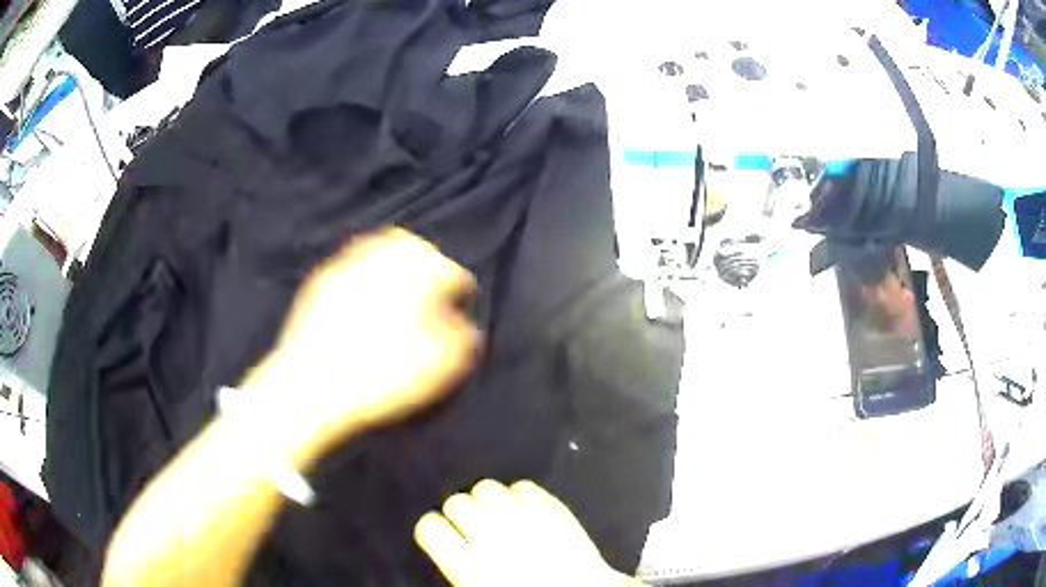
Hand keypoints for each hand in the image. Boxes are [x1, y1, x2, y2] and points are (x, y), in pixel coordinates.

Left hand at [241, 228, 480, 466]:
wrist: (309, 385)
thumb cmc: (382, 376)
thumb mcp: (440, 366)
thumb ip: (463, 340)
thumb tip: (465, 327)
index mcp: (420, 269)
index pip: (455, 276)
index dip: (462, 299)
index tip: (460, 318)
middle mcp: (384, 253)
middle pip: (416, 250)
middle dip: (428, 268)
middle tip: (430, 296)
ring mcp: (347, 262)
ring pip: (380, 251)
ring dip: (394, 269)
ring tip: (396, 298)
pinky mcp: (319, 279)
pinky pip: (350, 268)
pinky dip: (362, 279)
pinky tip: (360, 305)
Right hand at [415, 480, 643, 586]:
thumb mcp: (480, 585)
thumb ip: (461, 564)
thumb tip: (454, 545)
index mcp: (469, 568)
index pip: (429, 528)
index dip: (434, 529)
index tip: (443, 534)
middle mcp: (492, 538)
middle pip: (456, 502)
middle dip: (462, 514)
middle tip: (476, 529)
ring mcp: (524, 518)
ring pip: (485, 487)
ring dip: (488, 501)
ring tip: (501, 516)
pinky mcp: (553, 507)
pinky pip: (522, 485)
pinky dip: (521, 496)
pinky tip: (527, 511)